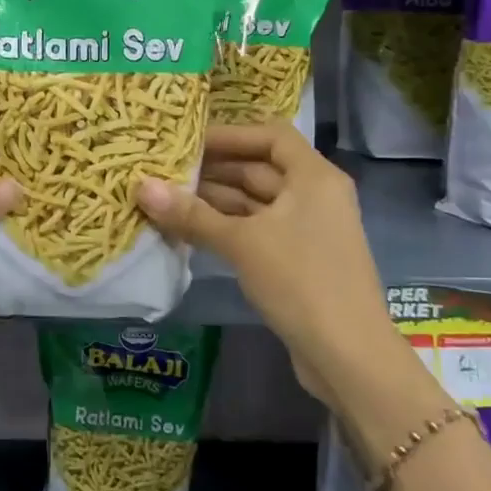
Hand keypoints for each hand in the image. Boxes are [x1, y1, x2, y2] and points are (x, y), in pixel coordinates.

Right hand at [135, 123, 390, 384]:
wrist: (348, 356)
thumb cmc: (300, 281)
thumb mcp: (241, 243)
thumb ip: (191, 214)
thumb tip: (141, 186)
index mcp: (313, 177)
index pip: (270, 135)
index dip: (230, 134)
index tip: (188, 142)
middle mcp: (315, 195)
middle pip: (260, 168)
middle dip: (214, 169)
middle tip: (165, 170)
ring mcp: (308, 229)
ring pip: (256, 202)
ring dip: (215, 200)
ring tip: (167, 198)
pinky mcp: (299, 258)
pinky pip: (258, 229)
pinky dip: (227, 226)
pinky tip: (189, 229)